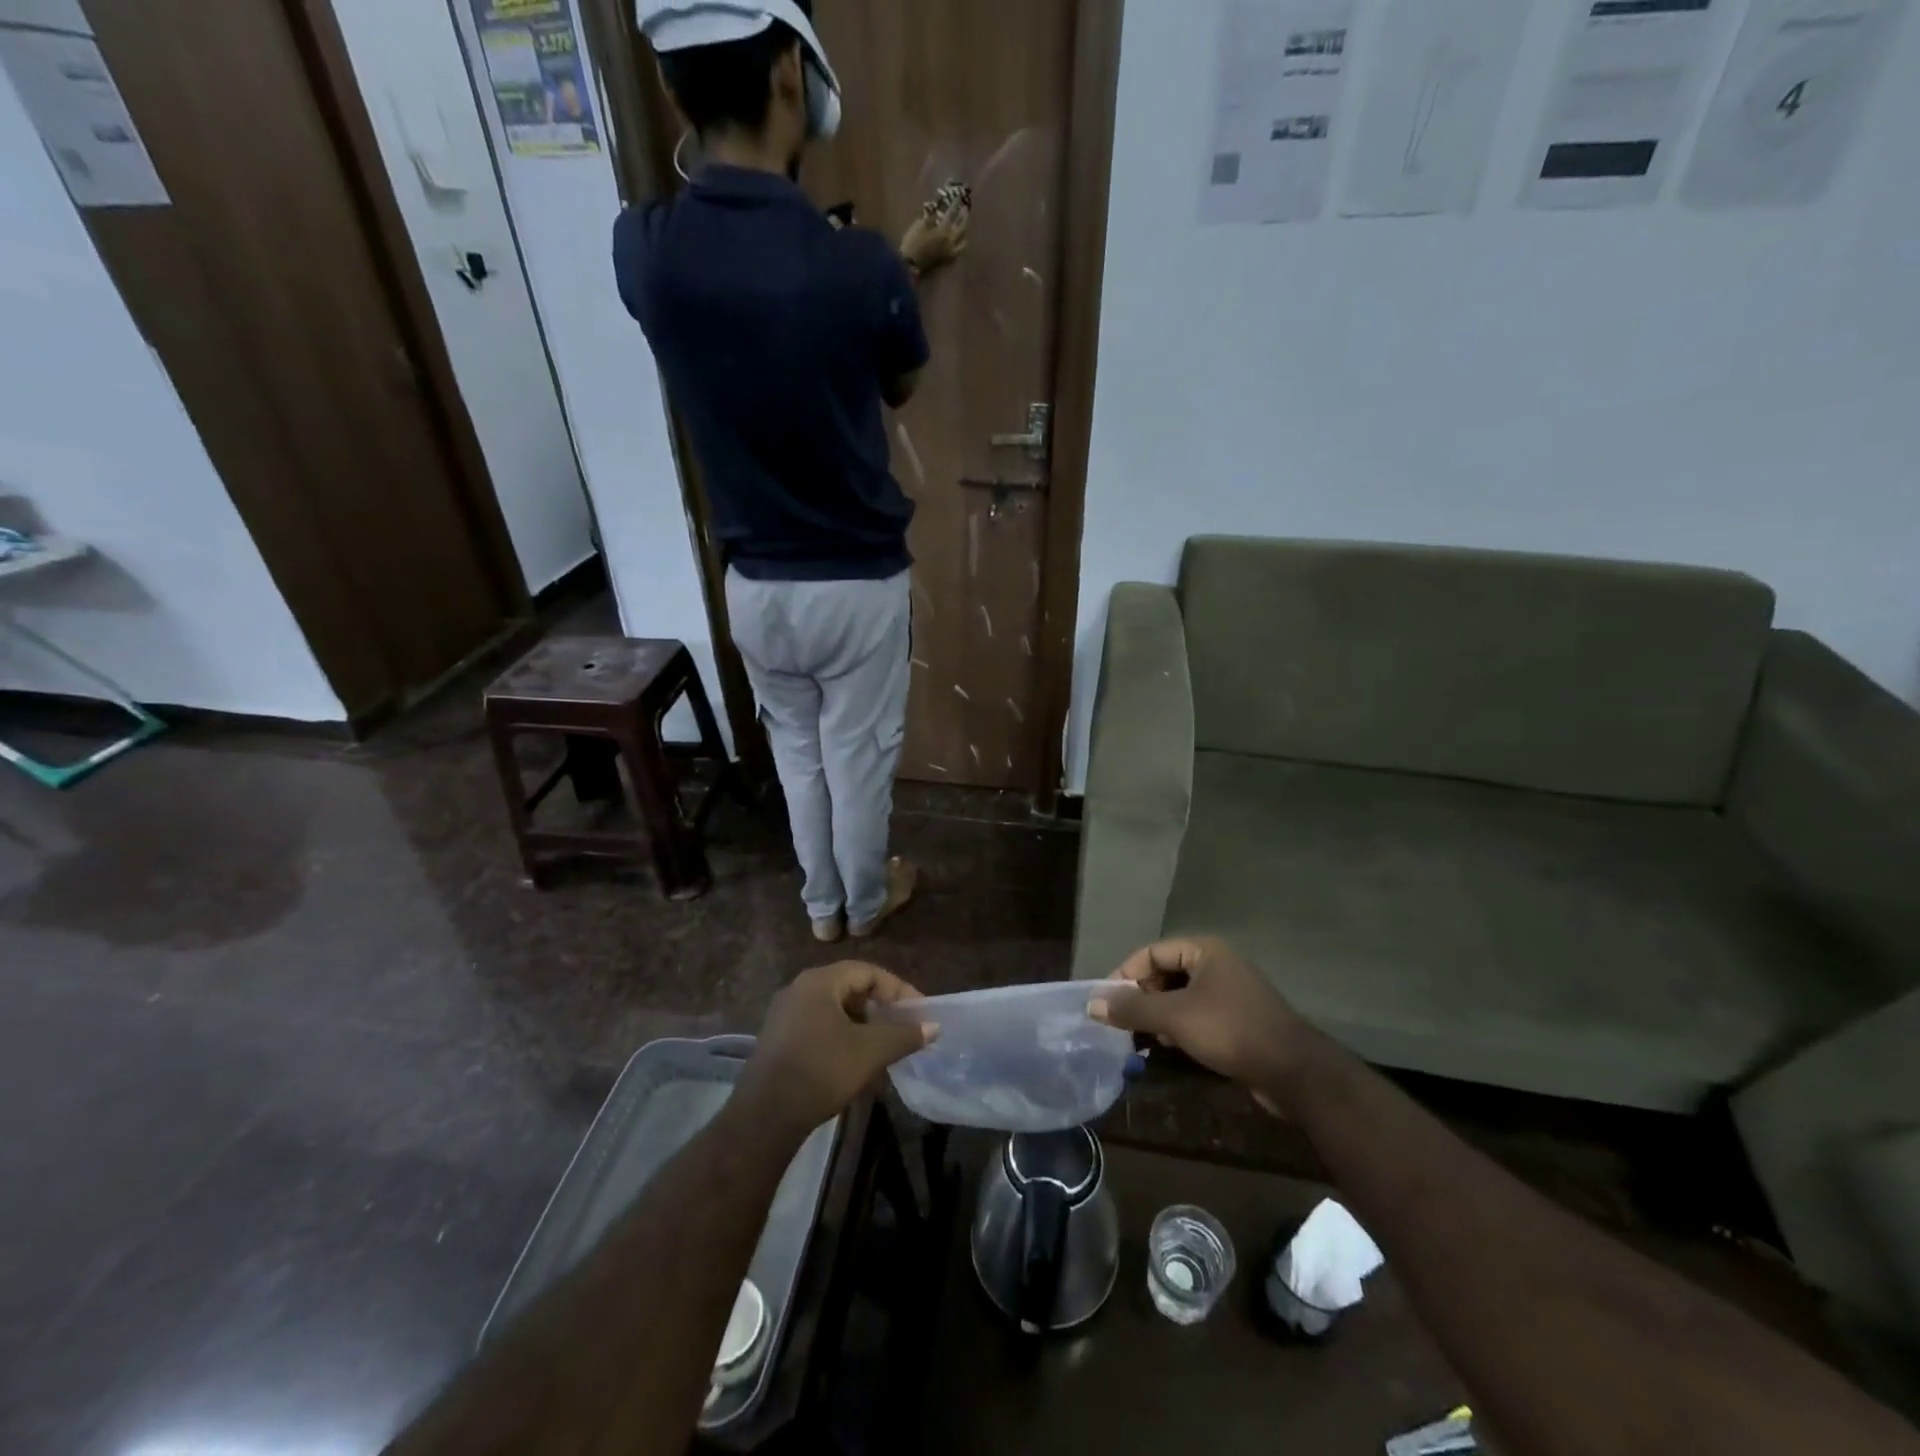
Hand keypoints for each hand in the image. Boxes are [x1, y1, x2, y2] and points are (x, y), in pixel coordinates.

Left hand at [736, 962, 932, 1138]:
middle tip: (903, 1026)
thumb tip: (934, 1027)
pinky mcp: (778, 1037)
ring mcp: (785, 1013)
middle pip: (850, 986)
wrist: (765, 1117)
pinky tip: (855, 1058)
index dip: (898, 990)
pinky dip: (842, 1033)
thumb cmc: (821, 1071)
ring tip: (884, 1044)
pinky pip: (819, 1023)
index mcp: (820, 981)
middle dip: (880, 1005)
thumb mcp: (870, 1051)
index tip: (919, 1012)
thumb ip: (904, 1035)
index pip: (868, 972)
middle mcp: (799, 988)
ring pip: (834, 1007)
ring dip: (862, 1021)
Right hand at [899, 182, 970, 275]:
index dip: (955, 204)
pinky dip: (960, 245)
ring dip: (965, 233)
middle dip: (963, 216)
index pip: (952, 213)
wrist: (911, 266)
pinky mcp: (948, 261)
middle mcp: (950, 240)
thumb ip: (930, 217)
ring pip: (963, 242)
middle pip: (961, 226)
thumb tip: (937, 210)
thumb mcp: (919, 225)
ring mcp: (950, 252)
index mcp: (943, 229)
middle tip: (964, 209)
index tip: (959, 196)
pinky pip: (958, 252)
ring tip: (964, 227)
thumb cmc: (913, 243)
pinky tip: (959, 241)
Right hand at [1090, 938, 1314, 1110]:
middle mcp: (1216, 965)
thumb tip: (1091, 1002)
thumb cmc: (1230, 1030)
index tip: (1106, 1001)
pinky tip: (1169, 1048)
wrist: (1295, 1072)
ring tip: (1140, 1038)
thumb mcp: (1175, 1017)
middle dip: (1141, 997)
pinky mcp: (1237, 1021)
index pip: (1151, 952)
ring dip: (1158, 1016)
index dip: (1125, 974)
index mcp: (1204, 951)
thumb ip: (1132, 1008)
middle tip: (1121, 1023)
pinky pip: (1197, 1016)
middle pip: (1165, 973)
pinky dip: (1179, 1028)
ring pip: (1180, 998)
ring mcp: (1229, 994)